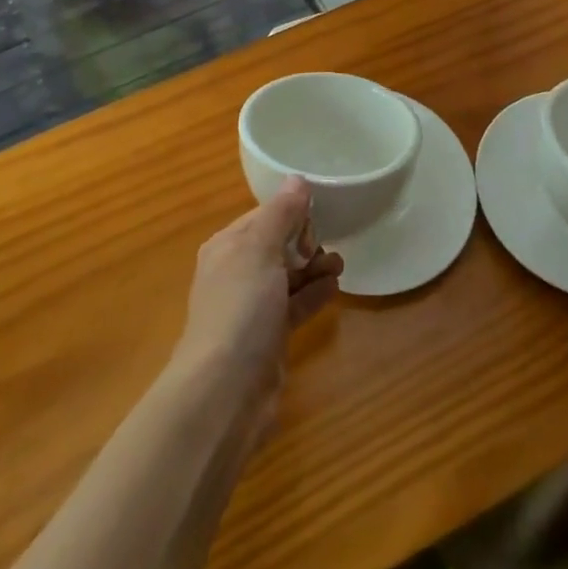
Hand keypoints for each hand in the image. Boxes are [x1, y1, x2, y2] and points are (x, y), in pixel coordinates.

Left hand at [171, 177, 342, 435]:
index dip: (290, 213)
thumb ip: (280, 214)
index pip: (262, 217)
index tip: (319, 215)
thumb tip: (297, 179)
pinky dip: (314, 295)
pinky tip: (335, 288)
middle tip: (331, 244)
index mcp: (227, 247)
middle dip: (304, 241)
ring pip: (288, 277)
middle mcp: (236, 273)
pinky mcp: (269, 337)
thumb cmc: (240, 307)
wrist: (226, 389)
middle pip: (276, 246)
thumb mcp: (259, 250)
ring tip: (340, 265)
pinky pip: (295, 306)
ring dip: (314, 268)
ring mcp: (252, 308)